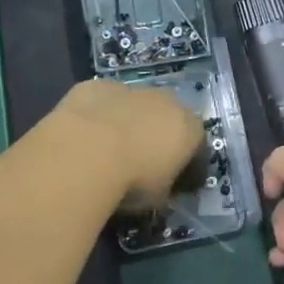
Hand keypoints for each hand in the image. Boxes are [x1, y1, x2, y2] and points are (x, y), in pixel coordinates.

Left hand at [53, 79, 203, 204]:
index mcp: (189, 128)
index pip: (197, 145)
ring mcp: (132, 89)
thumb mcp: (159, 197)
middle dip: (158, 135)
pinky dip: (99, 115)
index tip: (175, 180)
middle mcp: (167, 101)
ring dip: (129, 121)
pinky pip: (104, 100)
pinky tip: (86, 134)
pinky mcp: (98, 86)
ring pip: (135, 105)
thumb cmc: (133, 180)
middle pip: (168, 117)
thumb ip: (166, 186)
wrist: (87, 151)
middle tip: (141, 161)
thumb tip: (161, 186)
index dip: (187, 163)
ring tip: (110, 149)